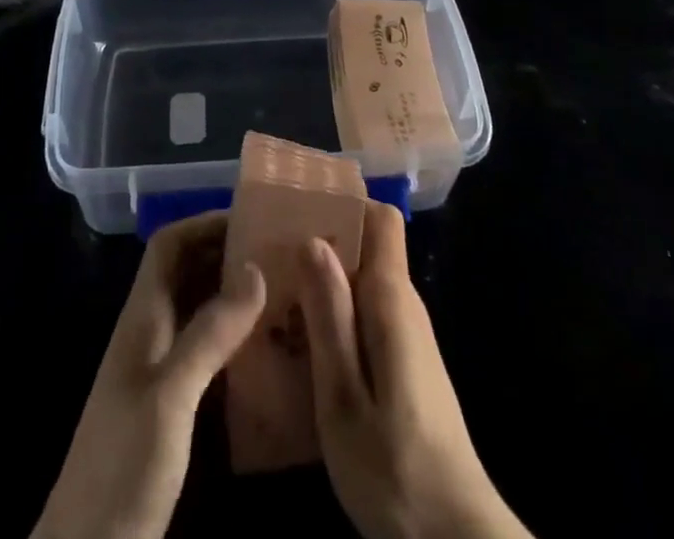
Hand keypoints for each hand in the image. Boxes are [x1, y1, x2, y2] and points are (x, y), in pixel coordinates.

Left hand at [32, 212, 265, 538]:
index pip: (169, 246)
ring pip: (199, 311)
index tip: (252, 219)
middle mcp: (150, 334)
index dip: (204, 223)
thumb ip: (210, 332)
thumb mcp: (170, 396)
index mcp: (142, 318)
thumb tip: (256, 267)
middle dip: (227, 254)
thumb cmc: (123, 465)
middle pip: (187, 273)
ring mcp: (160, 372)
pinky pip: (208, 352)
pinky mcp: (173, 407)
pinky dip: (236, 339)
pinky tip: (270, 350)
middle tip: (280, 253)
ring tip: (285, 291)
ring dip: (235, 296)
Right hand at [298, 202, 531, 538]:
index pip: (380, 217)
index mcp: (391, 299)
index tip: (296, 210)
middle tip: (267, 257)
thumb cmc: (396, 470)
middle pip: (365, 245)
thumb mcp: (345, 398)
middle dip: (319, 243)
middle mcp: (403, 304)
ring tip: (272, 297)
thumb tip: (312, 240)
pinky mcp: (404, 362)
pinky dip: (332, 315)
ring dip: (320, 283)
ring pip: (361, 282)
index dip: (343, 203)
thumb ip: (329, 317)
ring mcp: (406, 334)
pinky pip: (364, 315)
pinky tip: (299, 343)